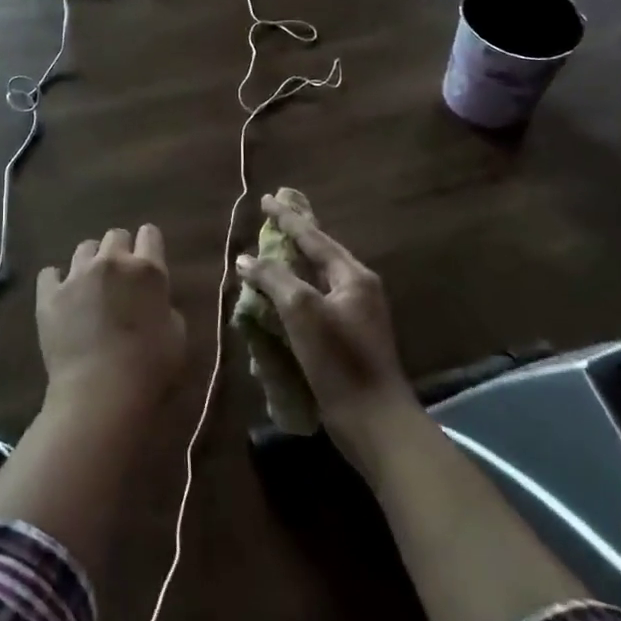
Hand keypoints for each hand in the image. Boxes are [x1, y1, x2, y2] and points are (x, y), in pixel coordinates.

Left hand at [37, 225, 186, 419]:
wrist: (100, 391)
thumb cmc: (149, 368)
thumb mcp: (177, 336)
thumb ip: (166, 308)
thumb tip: (154, 303)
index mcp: (148, 270)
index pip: (150, 235)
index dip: (149, 243)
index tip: (147, 255)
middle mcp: (112, 262)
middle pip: (115, 236)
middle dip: (119, 250)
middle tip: (120, 275)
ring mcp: (77, 275)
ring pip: (84, 248)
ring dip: (91, 262)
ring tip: (90, 284)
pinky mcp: (49, 294)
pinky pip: (49, 273)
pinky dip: (56, 281)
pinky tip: (61, 295)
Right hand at [236, 195, 418, 461]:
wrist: (374, 421)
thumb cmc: (339, 360)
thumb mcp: (302, 311)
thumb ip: (273, 278)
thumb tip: (245, 259)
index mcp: (353, 276)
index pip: (314, 237)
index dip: (288, 217)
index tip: (266, 199)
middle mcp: (357, 290)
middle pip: (319, 254)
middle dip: (294, 237)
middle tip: (271, 219)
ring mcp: (354, 316)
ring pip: (316, 280)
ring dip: (291, 267)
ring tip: (267, 255)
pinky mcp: (346, 340)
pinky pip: (315, 304)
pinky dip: (294, 295)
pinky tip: (276, 300)